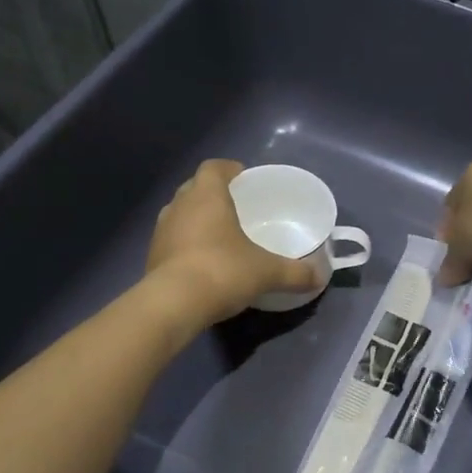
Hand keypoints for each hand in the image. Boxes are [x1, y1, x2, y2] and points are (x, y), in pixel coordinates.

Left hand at [145, 160, 322, 325]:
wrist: (173, 305)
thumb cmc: (222, 271)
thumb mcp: (267, 272)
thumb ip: (295, 273)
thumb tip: (320, 276)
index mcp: (206, 196)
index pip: (213, 168)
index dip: (228, 169)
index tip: (242, 178)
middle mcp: (179, 205)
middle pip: (194, 188)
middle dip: (212, 194)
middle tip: (234, 207)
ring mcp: (161, 231)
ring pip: (180, 214)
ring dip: (196, 219)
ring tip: (218, 235)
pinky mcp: (151, 256)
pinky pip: (171, 240)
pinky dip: (185, 244)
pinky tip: (201, 261)